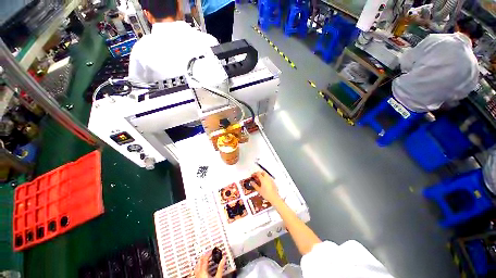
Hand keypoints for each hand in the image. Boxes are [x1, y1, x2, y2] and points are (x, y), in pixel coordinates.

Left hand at [194, 250, 225, 277]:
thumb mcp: (218, 277)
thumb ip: (221, 267)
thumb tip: (223, 258)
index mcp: (203, 271)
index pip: (205, 258)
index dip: (208, 253)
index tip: (212, 251)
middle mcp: (198, 273)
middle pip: (199, 261)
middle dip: (204, 256)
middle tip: (209, 253)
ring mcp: (197, 277)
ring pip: (197, 266)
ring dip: (201, 261)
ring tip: (206, 259)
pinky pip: (196, 271)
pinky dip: (199, 266)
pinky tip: (202, 268)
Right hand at [250, 171, 280, 203]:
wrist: (274, 197)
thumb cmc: (266, 194)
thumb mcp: (259, 190)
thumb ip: (254, 185)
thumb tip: (251, 182)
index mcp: (263, 179)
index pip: (258, 173)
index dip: (255, 174)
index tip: (252, 175)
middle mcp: (267, 178)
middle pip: (263, 172)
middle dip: (259, 173)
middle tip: (256, 176)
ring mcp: (271, 179)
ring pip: (266, 174)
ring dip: (262, 175)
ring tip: (259, 180)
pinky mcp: (273, 182)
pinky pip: (268, 177)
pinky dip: (265, 178)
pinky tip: (264, 182)